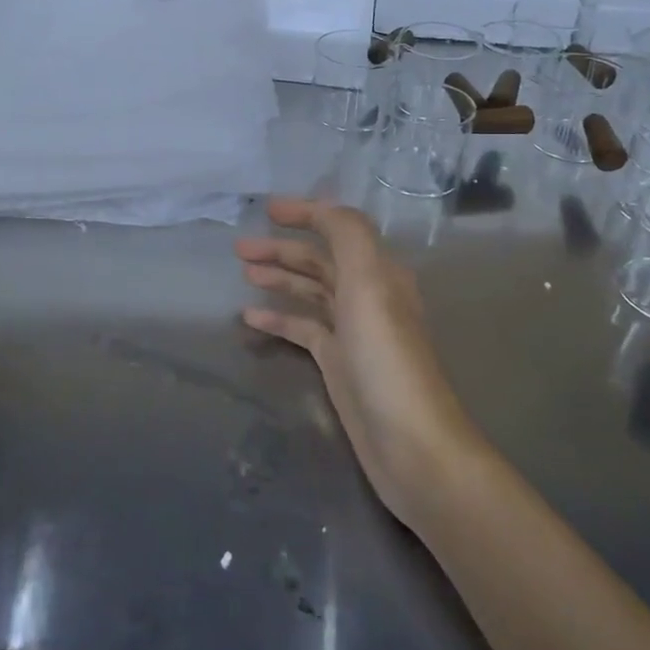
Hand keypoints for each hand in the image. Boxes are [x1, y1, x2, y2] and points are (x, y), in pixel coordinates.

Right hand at [236, 198, 475, 525]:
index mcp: (379, 271)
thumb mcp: (369, 282)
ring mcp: (352, 331)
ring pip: (310, 292)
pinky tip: (249, 317)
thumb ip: (347, 235)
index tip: (267, 209)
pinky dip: (278, 318)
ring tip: (243, 272)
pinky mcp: (338, 363)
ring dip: (279, 278)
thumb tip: (322, 206)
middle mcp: (368, 295)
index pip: (340, 228)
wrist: (410, 443)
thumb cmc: (386, 357)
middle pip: (320, 260)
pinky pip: (303, 329)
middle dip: (282, 249)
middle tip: (239, 248)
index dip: (306, 213)